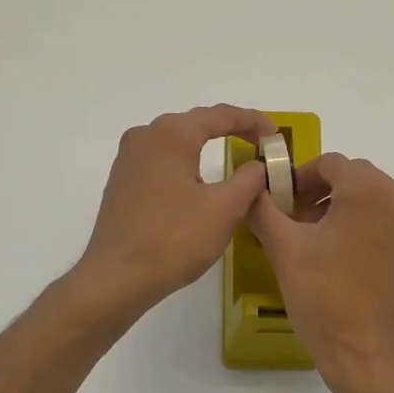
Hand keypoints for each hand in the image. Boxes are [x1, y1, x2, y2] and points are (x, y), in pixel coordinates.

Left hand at [77, 104, 276, 318]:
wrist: (117, 277)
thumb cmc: (174, 239)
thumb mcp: (225, 209)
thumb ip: (249, 180)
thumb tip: (257, 165)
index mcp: (171, 134)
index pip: (221, 115)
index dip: (253, 121)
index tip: (276, 136)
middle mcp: (145, 136)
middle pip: (196, 124)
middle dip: (230, 131)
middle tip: (259, 145)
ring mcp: (128, 159)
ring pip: (176, 143)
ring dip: (206, 147)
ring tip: (234, 160)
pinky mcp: (122, 182)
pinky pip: (162, 161)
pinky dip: (187, 165)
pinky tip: (199, 183)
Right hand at [248, 153, 393, 392]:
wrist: (369, 355)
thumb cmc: (325, 298)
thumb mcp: (284, 249)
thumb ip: (264, 209)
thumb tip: (252, 189)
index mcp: (371, 190)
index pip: (331, 164)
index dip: (300, 177)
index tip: (281, 201)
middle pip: (356, 179)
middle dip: (322, 194)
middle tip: (295, 222)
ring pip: (375, 202)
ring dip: (345, 211)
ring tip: (318, 242)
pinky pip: (391, 226)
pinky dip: (367, 230)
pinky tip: (345, 260)